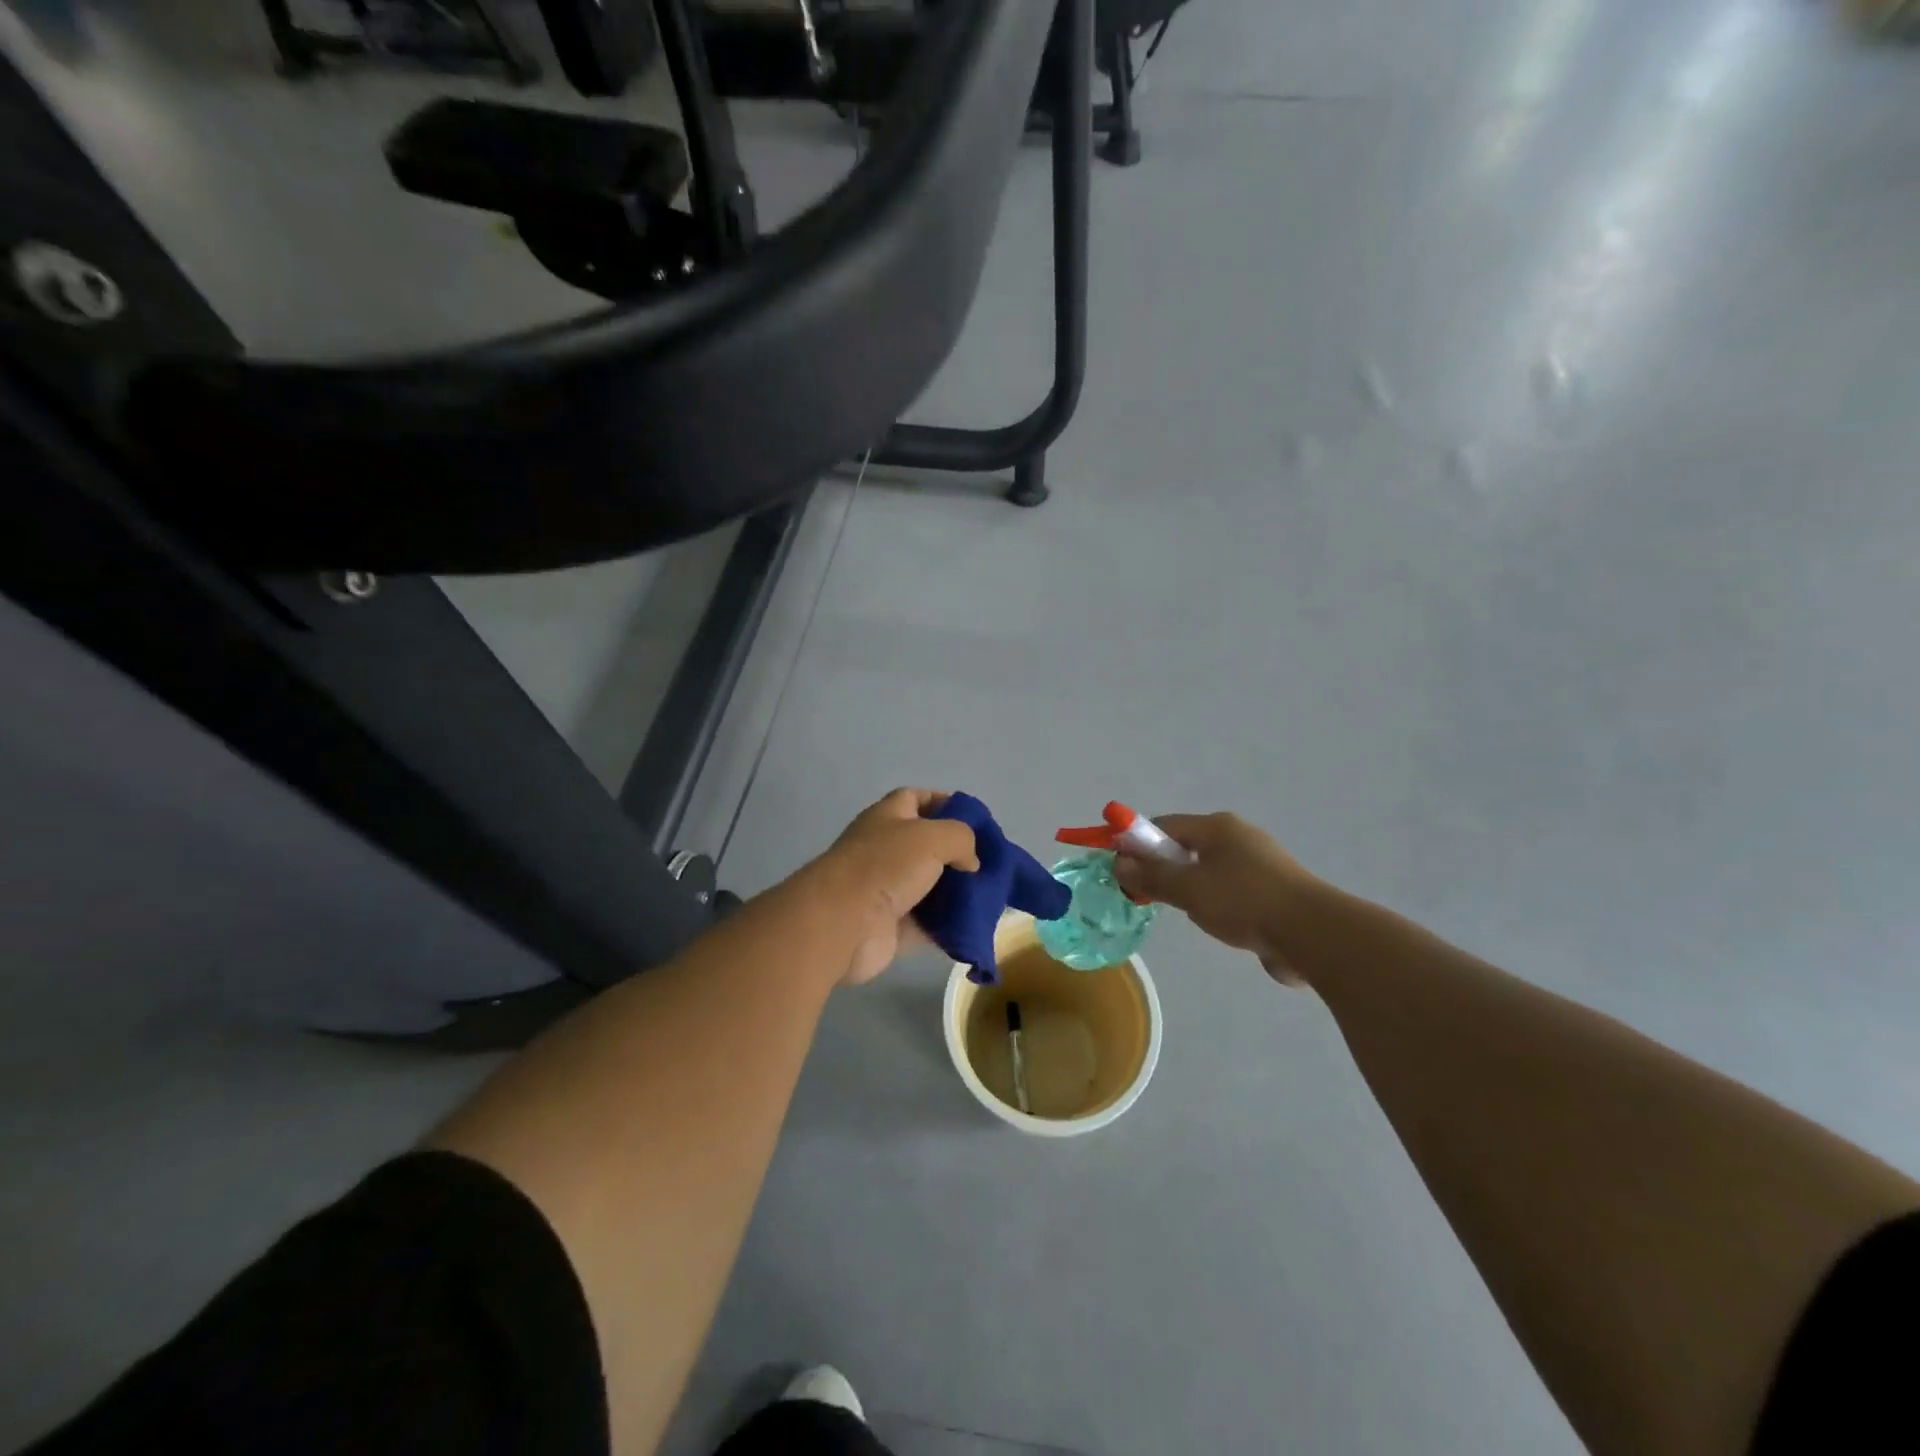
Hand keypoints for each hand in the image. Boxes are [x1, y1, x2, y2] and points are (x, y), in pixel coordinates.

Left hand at [813, 789, 979, 985]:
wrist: (843, 922)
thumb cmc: (885, 865)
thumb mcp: (933, 836)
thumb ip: (961, 838)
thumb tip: (970, 862)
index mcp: (888, 817)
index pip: (916, 798)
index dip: (944, 803)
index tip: (974, 819)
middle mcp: (885, 849)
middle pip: (927, 845)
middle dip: (958, 853)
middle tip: (988, 863)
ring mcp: (887, 889)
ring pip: (930, 887)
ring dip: (956, 892)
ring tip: (989, 896)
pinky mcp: (891, 927)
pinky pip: (927, 925)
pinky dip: (948, 926)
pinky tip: (975, 926)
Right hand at [1113, 813, 1317, 985]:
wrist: (1312, 933)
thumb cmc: (1243, 901)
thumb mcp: (1188, 889)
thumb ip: (1152, 877)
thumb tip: (1120, 865)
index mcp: (1217, 826)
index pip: (1165, 825)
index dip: (1138, 843)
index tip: (1122, 868)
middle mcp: (1239, 836)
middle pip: (1188, 846)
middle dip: (1165, 868)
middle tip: (1150, 895)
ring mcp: (1261, 863)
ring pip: (1210, 870)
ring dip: (1192, 888)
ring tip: (1188, 914)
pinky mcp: (1275, 890)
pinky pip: (1233, 890)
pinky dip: (1219, 903)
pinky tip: (1220, 924)